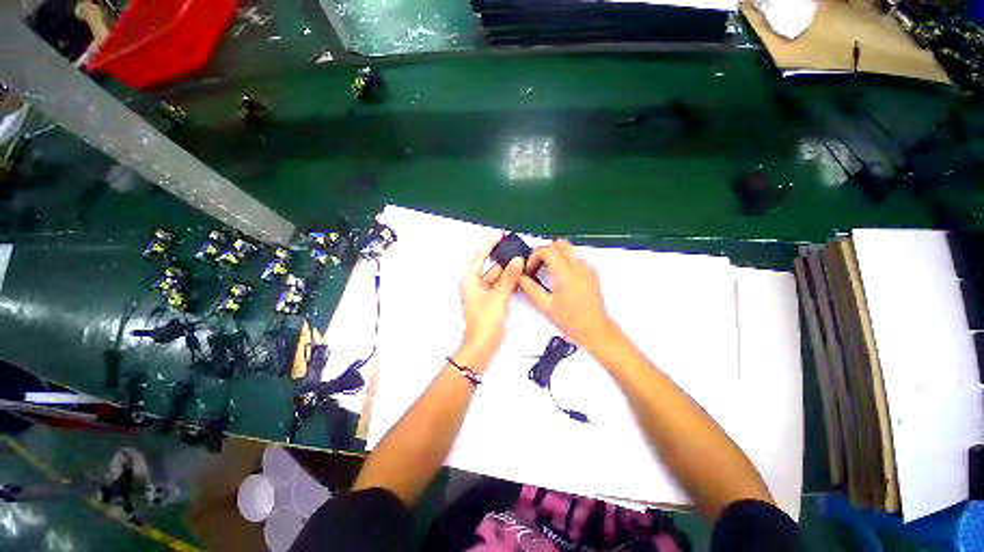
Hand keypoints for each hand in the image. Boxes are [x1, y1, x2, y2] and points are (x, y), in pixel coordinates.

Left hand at [457, 237, 524, 371]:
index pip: (480, 257)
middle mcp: (476, 284)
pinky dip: (509, 282)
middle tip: (518, 250)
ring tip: (522, 262)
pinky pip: (501, 286)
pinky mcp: (492, 300)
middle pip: (491, 267)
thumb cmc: (485, 320)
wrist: (484, 344)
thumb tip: (517, 260)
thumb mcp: (498, 295)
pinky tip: (520, 276)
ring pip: (498, 277)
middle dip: (504, 260)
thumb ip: (509, 277)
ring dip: (508, 271)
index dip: (489, 245)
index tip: (499, 235)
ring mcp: (484, 293)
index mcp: (470, 280)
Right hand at [519, 240, 617, 350]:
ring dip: (555, 255)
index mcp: (566, 274)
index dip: (534, 255)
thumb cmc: (571, 321)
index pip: (548, 250)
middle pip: (560, 243)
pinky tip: (559, 278)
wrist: (595, 330)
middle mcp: (579, 267)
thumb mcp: (545, 306)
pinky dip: (565, 262)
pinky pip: (576, 259)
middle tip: (537, 264)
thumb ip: (530, 289)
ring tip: (547, 272)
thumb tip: (520, 278)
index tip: (530, 268)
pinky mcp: (592, 273)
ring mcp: (587, 269)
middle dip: (545, 250)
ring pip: (569, 250)